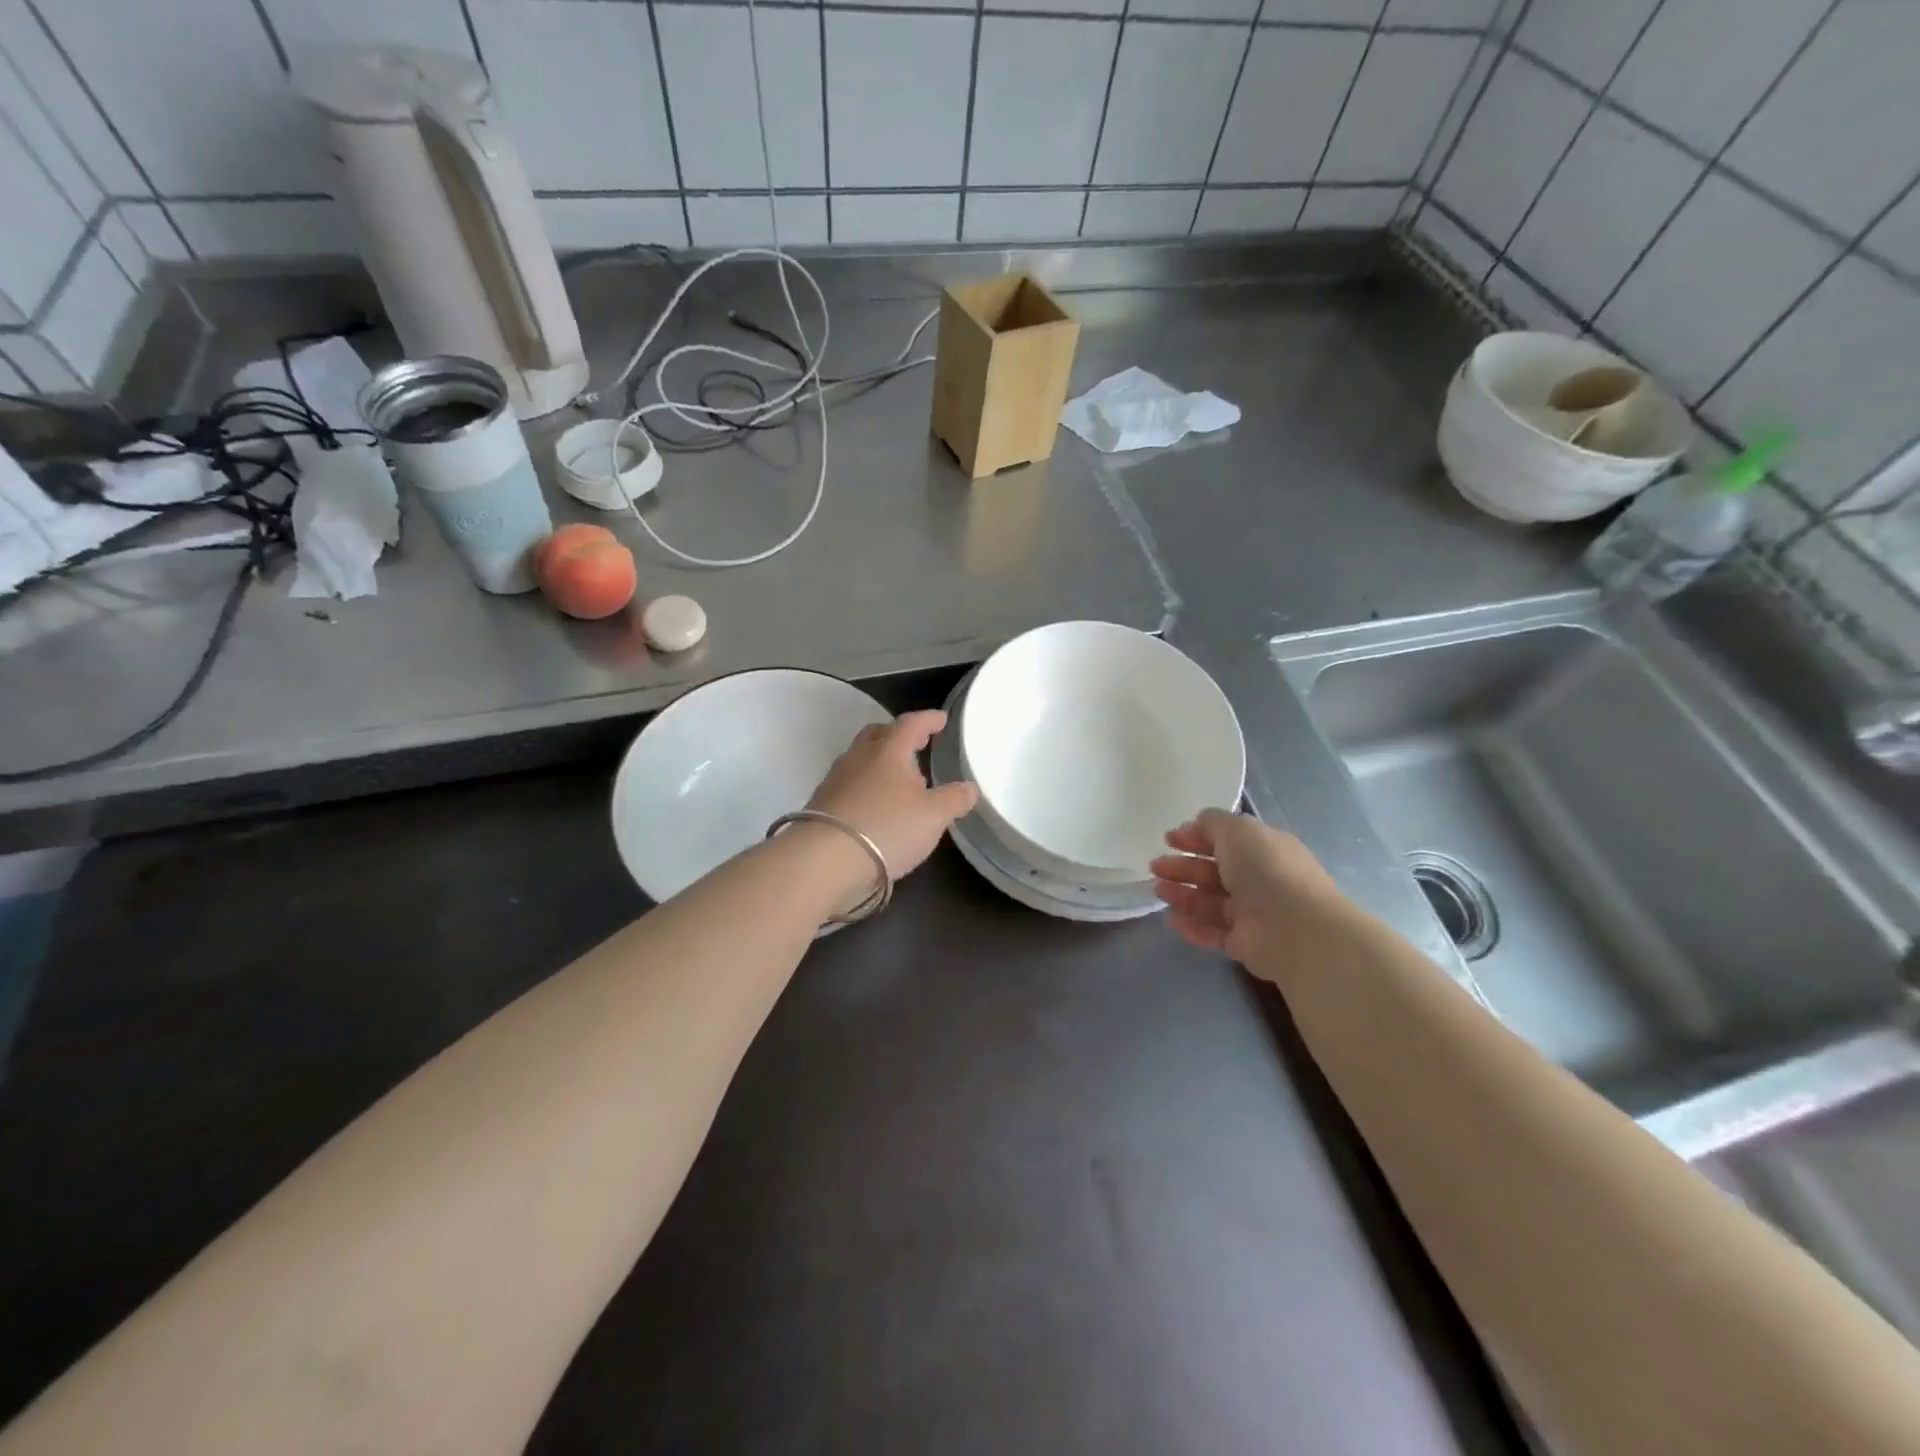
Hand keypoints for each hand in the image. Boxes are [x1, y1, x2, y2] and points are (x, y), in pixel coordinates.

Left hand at [807, 711, 978, 879]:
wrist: (824, 860)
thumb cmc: (887, 827)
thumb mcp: (933, 816)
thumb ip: (954, 799)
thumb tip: (969, 788)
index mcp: (889, 750)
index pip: (911, 724)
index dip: (928, 720)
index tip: (941, 720)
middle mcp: (859, 757)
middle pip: (878, 735)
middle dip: (898, 736)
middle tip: (917, 745)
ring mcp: (835, 780)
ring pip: (861, 759)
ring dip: (881, 763)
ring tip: (900, 781)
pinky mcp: (821, 804)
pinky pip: (849, 784)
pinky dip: (866, 786)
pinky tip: (876, 806)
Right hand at [1149, 808, 1343, 969]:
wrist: (1297, 930)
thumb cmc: (1267, 870)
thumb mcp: (1238, 831)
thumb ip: (1214, 823)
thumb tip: (1197, 823)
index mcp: (1264, 849)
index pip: (1226, 840)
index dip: (1196, 837)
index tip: (1168, 838)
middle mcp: (1260, 880)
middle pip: (1214, 871)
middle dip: (1183, 867)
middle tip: (1155, 866)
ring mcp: (1253, 913)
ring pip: (1210, 902)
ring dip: (1183, 894)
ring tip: (1158, 891)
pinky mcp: (1245, 944)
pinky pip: (1213, 932)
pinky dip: (1192, 926)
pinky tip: (1172, 920)